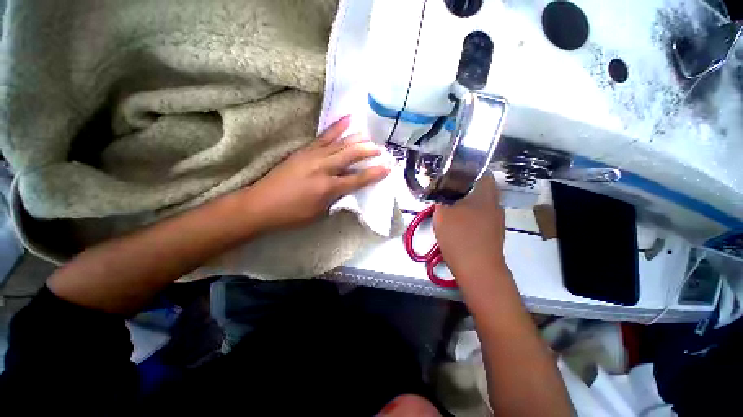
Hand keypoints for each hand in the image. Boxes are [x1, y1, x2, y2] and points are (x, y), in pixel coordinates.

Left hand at [245, 116, 390, 230]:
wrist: (260, 204)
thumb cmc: (292, 214)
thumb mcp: (319, 213)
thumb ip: (336, 198)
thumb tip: (348, 188)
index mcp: (328, 187)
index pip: (357, 179)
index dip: (374, 174)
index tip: (388, 167)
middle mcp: (323, 168)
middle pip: (350, 156)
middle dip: (368, 152)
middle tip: (381, 150)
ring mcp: (312, 156)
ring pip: (340, 144)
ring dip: (356, 139)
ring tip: (369, 136)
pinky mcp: (304, 151)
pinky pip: (323, 137)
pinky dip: (336, 128)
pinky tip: (346, 120)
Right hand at [433, 174, 507, 279]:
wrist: (478, 270)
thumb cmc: (460, 237)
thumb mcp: (443, 214)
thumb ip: (441, 198)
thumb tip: (440, 190)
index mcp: (485, 194)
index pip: (481, 172)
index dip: (466, 169)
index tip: (452, 173)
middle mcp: (495, 204)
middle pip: (481, 188)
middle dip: (464, 187)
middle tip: (447, 189)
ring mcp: (496, 220)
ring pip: (481, 203)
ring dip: (467, 202)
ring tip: (450, 205)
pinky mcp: (493, 232)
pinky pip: (481, 216)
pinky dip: (470, 215)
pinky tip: (459, 223)